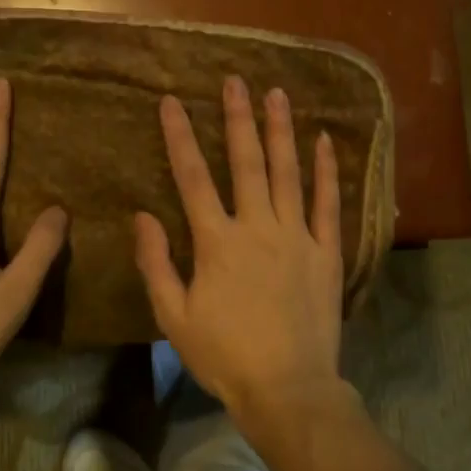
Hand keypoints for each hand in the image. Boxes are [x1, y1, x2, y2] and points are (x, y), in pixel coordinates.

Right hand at [134, 76, 345, 421]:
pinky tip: (325, 141)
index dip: (179, 137)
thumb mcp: (173, 316)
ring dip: (280, 131)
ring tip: (276, 94)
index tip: (171, 102)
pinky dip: (327, 171)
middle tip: (235, 81)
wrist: (287, 389)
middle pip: (245, 162)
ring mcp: (297, 236)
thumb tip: (142, 215)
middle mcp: (257, 227)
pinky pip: (328, 203)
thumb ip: (156, 263)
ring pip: (287, 173)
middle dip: (238, 118)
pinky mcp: (326, 252)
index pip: (192, 177)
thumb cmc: (224, 355)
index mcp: (217, 242)